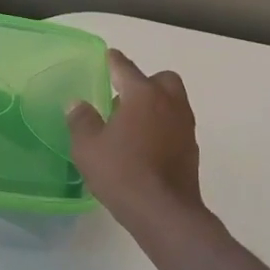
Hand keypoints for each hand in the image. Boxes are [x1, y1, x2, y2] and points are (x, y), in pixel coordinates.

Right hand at [66, 49, 213, 246]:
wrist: (164, 212)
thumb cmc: (122, 172)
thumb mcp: (88, 147)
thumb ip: (81, 121)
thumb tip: (77, 104)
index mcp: (143, 95)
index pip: (126, 68)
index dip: (114, 61)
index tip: (109, 56)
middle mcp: (169, 103)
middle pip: (161, 80)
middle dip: (145, 82)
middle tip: (124, 98)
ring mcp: (185, 126)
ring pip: (173, 103)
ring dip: (156, 105)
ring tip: (132, 123)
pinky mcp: (192, 149)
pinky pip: (176, 126)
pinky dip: (163, 127)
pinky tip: (146, 145)